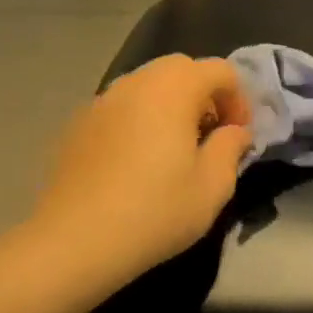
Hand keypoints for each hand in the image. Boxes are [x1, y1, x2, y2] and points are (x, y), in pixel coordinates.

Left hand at [29, 55, 253, 295]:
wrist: (73, 242)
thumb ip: (231, 147)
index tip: (238, 137)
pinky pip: (122, 107)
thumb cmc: (154, 211)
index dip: (239, 100)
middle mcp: (136, 83)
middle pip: (182, 69)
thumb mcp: (213, 186)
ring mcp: (102, 101)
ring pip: (149, 85)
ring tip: (174, 149)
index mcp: (174, 89)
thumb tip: (234, 131)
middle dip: (205, 95)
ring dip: (172, 105)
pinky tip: (138, 162)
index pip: (221, 71)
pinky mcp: (78, 124)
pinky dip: (140, 119)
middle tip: (210, 136)